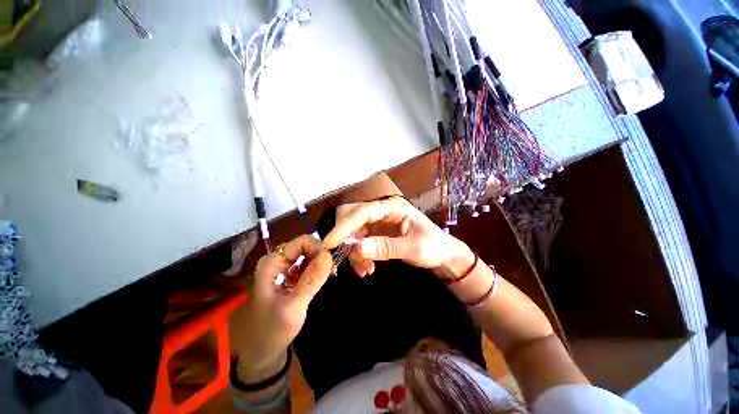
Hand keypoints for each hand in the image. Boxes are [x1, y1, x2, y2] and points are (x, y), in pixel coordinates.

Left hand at [236, 235, 332, 381]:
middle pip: (306, 246)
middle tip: (333, 271)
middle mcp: (277, 260)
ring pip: (307, 256)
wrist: (256, 352)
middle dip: (321, 255)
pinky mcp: (288, 277)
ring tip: (330, 275)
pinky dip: (317, 270)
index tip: (331, 264)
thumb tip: (329, 255)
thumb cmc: (270, 331)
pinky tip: (323, 280)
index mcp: (273, 262)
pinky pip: (306, 266)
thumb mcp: (293, 307)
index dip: (319, 248)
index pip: (302, 242)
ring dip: (321, 263)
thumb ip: (311, 280)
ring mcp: (282, 269)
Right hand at [323, 196, 473, 277]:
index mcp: (392, 208)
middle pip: (351, 217)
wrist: (442, 254)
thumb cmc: (433, 246)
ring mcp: (377, 223)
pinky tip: (366, 268)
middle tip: (345, 258)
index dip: (344, 226)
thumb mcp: (414, 248)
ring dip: (352, 251)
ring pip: (352, 232)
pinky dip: (357, 256)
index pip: (362, 212)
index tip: (329, 243)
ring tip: (364, 270)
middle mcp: (381, 212)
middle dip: (344, 237)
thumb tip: (357, 248)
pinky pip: (358, 242)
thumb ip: (386, 247)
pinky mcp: (376, 234)